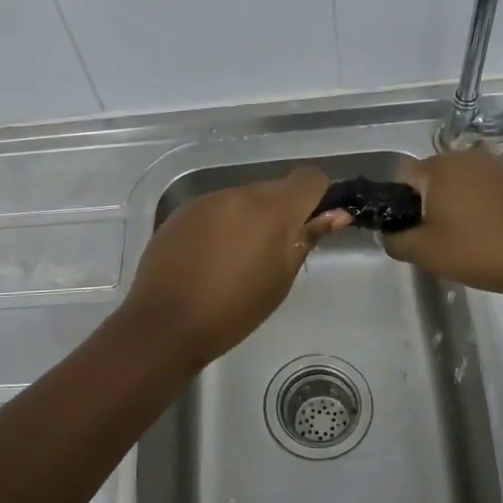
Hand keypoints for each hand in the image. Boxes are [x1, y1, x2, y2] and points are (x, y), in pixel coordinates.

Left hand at [125, 167, 349, 366]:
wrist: (165, 324)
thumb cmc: (234, 311)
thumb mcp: (281, 279)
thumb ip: (307, 239)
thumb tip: (337, 214)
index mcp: (271, 209)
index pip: (308, 178)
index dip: (317, 197)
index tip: (312, 225)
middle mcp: (239, 193)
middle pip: (274, 189)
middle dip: (281, 212)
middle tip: (275, 253)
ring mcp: (206, 200)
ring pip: (243, 199)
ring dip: (249, 219)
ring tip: (239, 260)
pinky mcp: (182, 212)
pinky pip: (215, 209)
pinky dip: (222, 225)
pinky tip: (210, 258)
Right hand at [382, 148, 502, 299]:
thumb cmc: (485, 250)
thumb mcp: (428, 253)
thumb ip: (396, 241)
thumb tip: (388, 234)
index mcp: (437, 167)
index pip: (399, 179)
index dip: (396, 207)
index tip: (408, 234)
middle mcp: (464, 157)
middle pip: (429, 181)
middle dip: (425, 209)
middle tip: (435, 244)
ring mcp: (494, 166)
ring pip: (456, 187)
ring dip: (452, 210)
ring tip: (464, 243)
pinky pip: (482, 192)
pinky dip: (477, 210)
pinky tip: (489, 237)